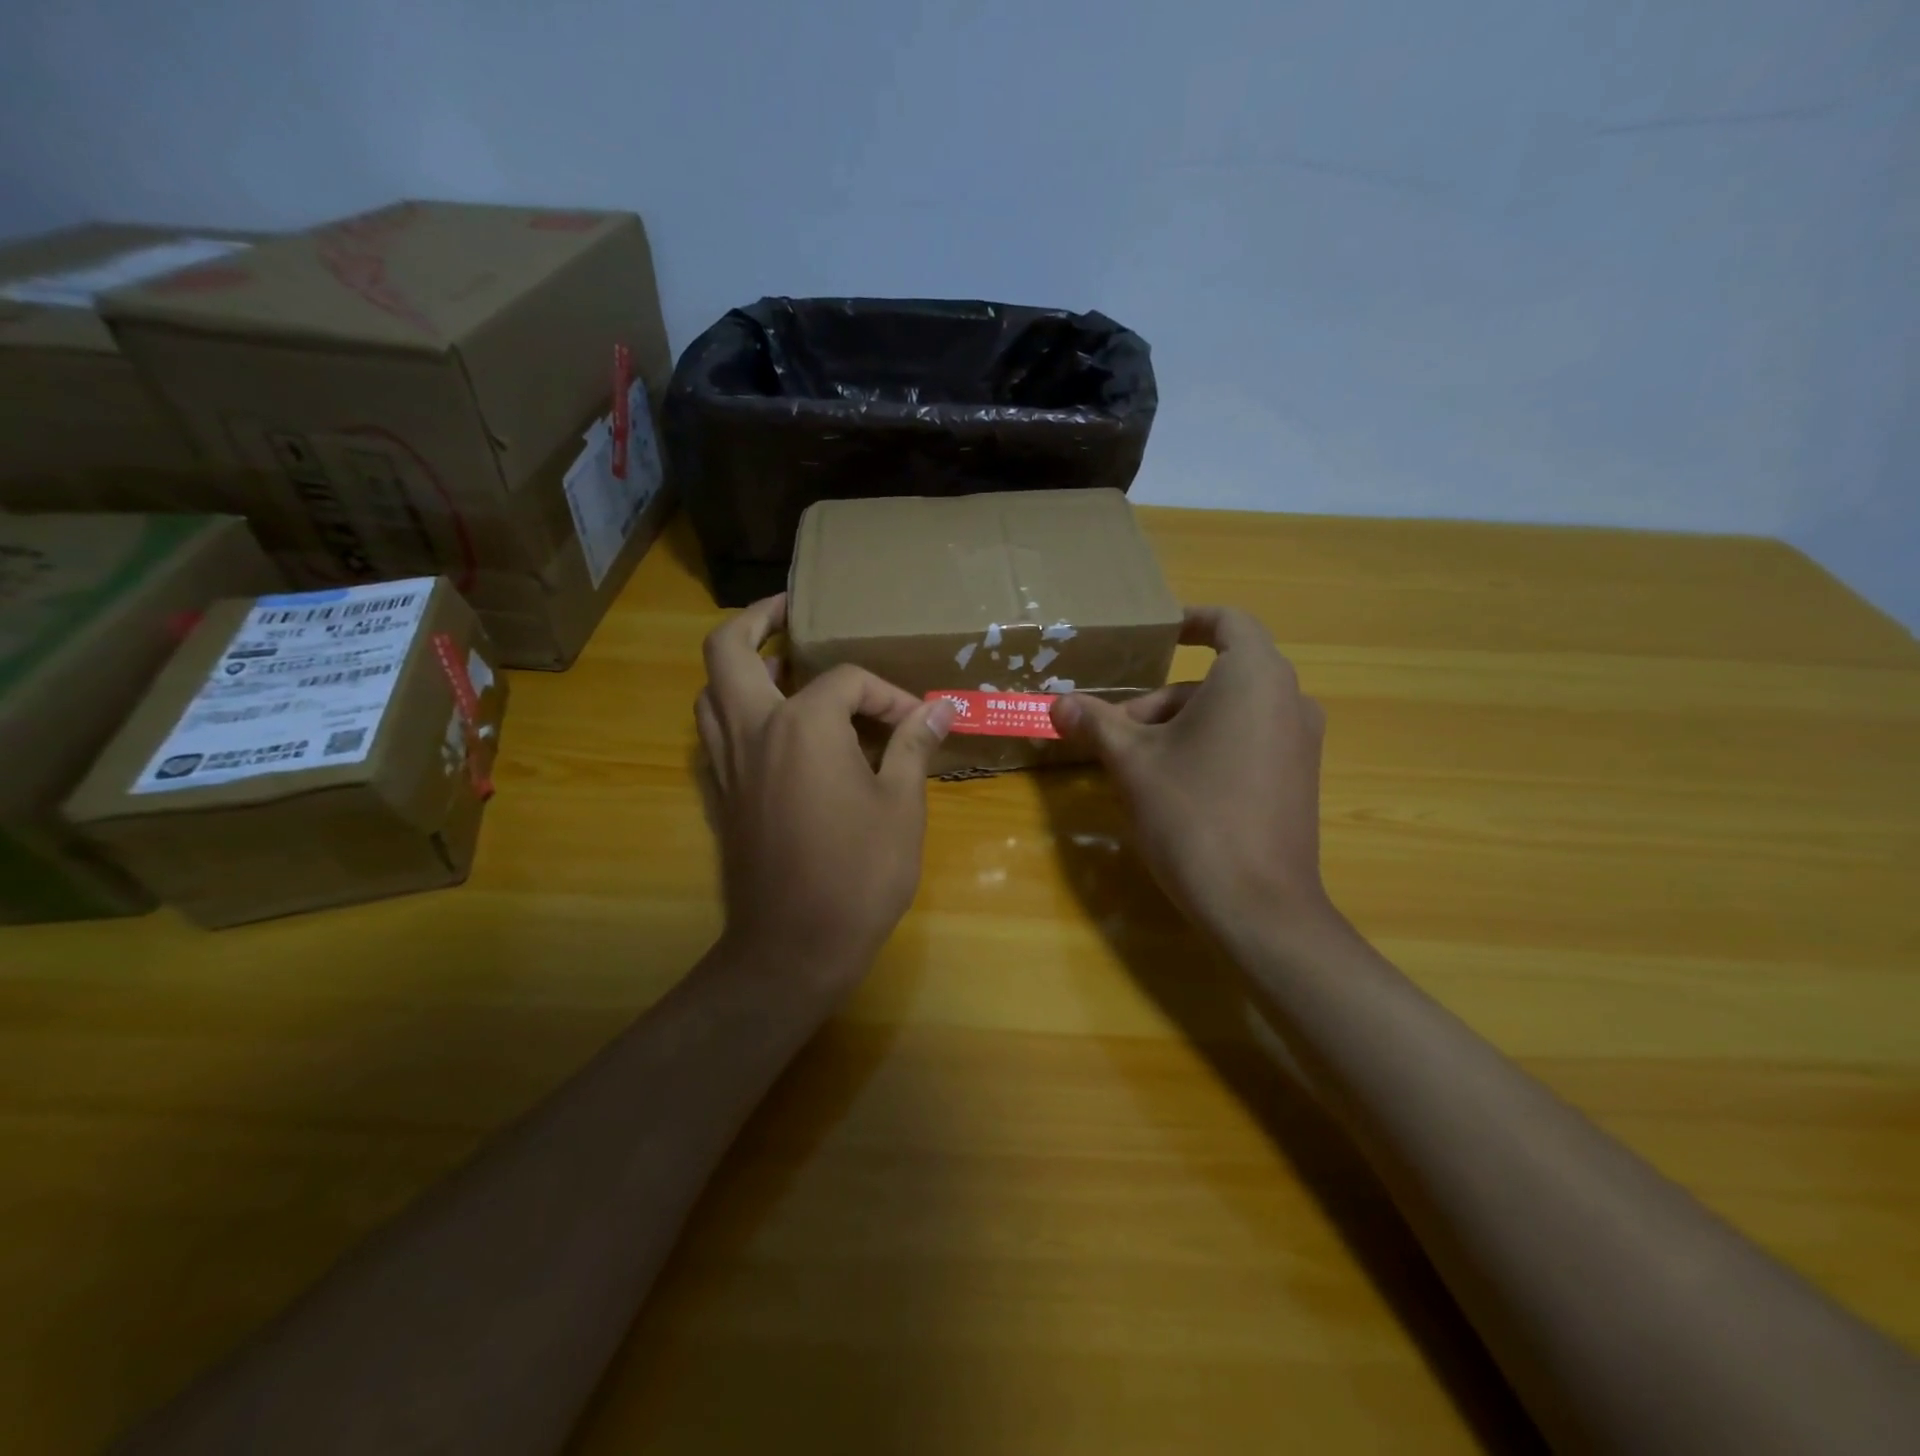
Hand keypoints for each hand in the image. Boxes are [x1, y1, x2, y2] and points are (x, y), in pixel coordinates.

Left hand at [696, 595, 955, 985]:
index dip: (888, 695)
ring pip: (710, 690)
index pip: (846, 682)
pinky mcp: (720, 793)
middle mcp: (753, 729)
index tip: (918, 723)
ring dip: (739, 665)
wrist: (794, 946)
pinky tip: (769, 725)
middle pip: (729, 650)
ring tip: (779, 664)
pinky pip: (713, 732)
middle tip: (788, 610)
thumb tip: (940, 710)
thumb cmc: (858, 873)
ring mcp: (727, 762)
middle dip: (756, 620)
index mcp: (803, 724)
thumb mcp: (901, 806)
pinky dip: (733, 709)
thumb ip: (913, 747)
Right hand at [1049, 606, 1330, 938]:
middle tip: (1115, 732)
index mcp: (1254, 677)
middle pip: (1217, 678)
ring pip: (1231, 713)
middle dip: (1160, 700)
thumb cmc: (1191, 814)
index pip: (1228, 622)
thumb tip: (1057, 703)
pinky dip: (1210, 746)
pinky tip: (1174, 788)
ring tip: (1136, 765)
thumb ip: (1095, 723)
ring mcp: (1300, 742)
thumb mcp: (1132, 762)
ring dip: (1180, 726)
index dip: (1189, 622)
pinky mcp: (1300, 779)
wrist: (1258, 905)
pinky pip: (1250, 741)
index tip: (1156, 637)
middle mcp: (1288, 699)